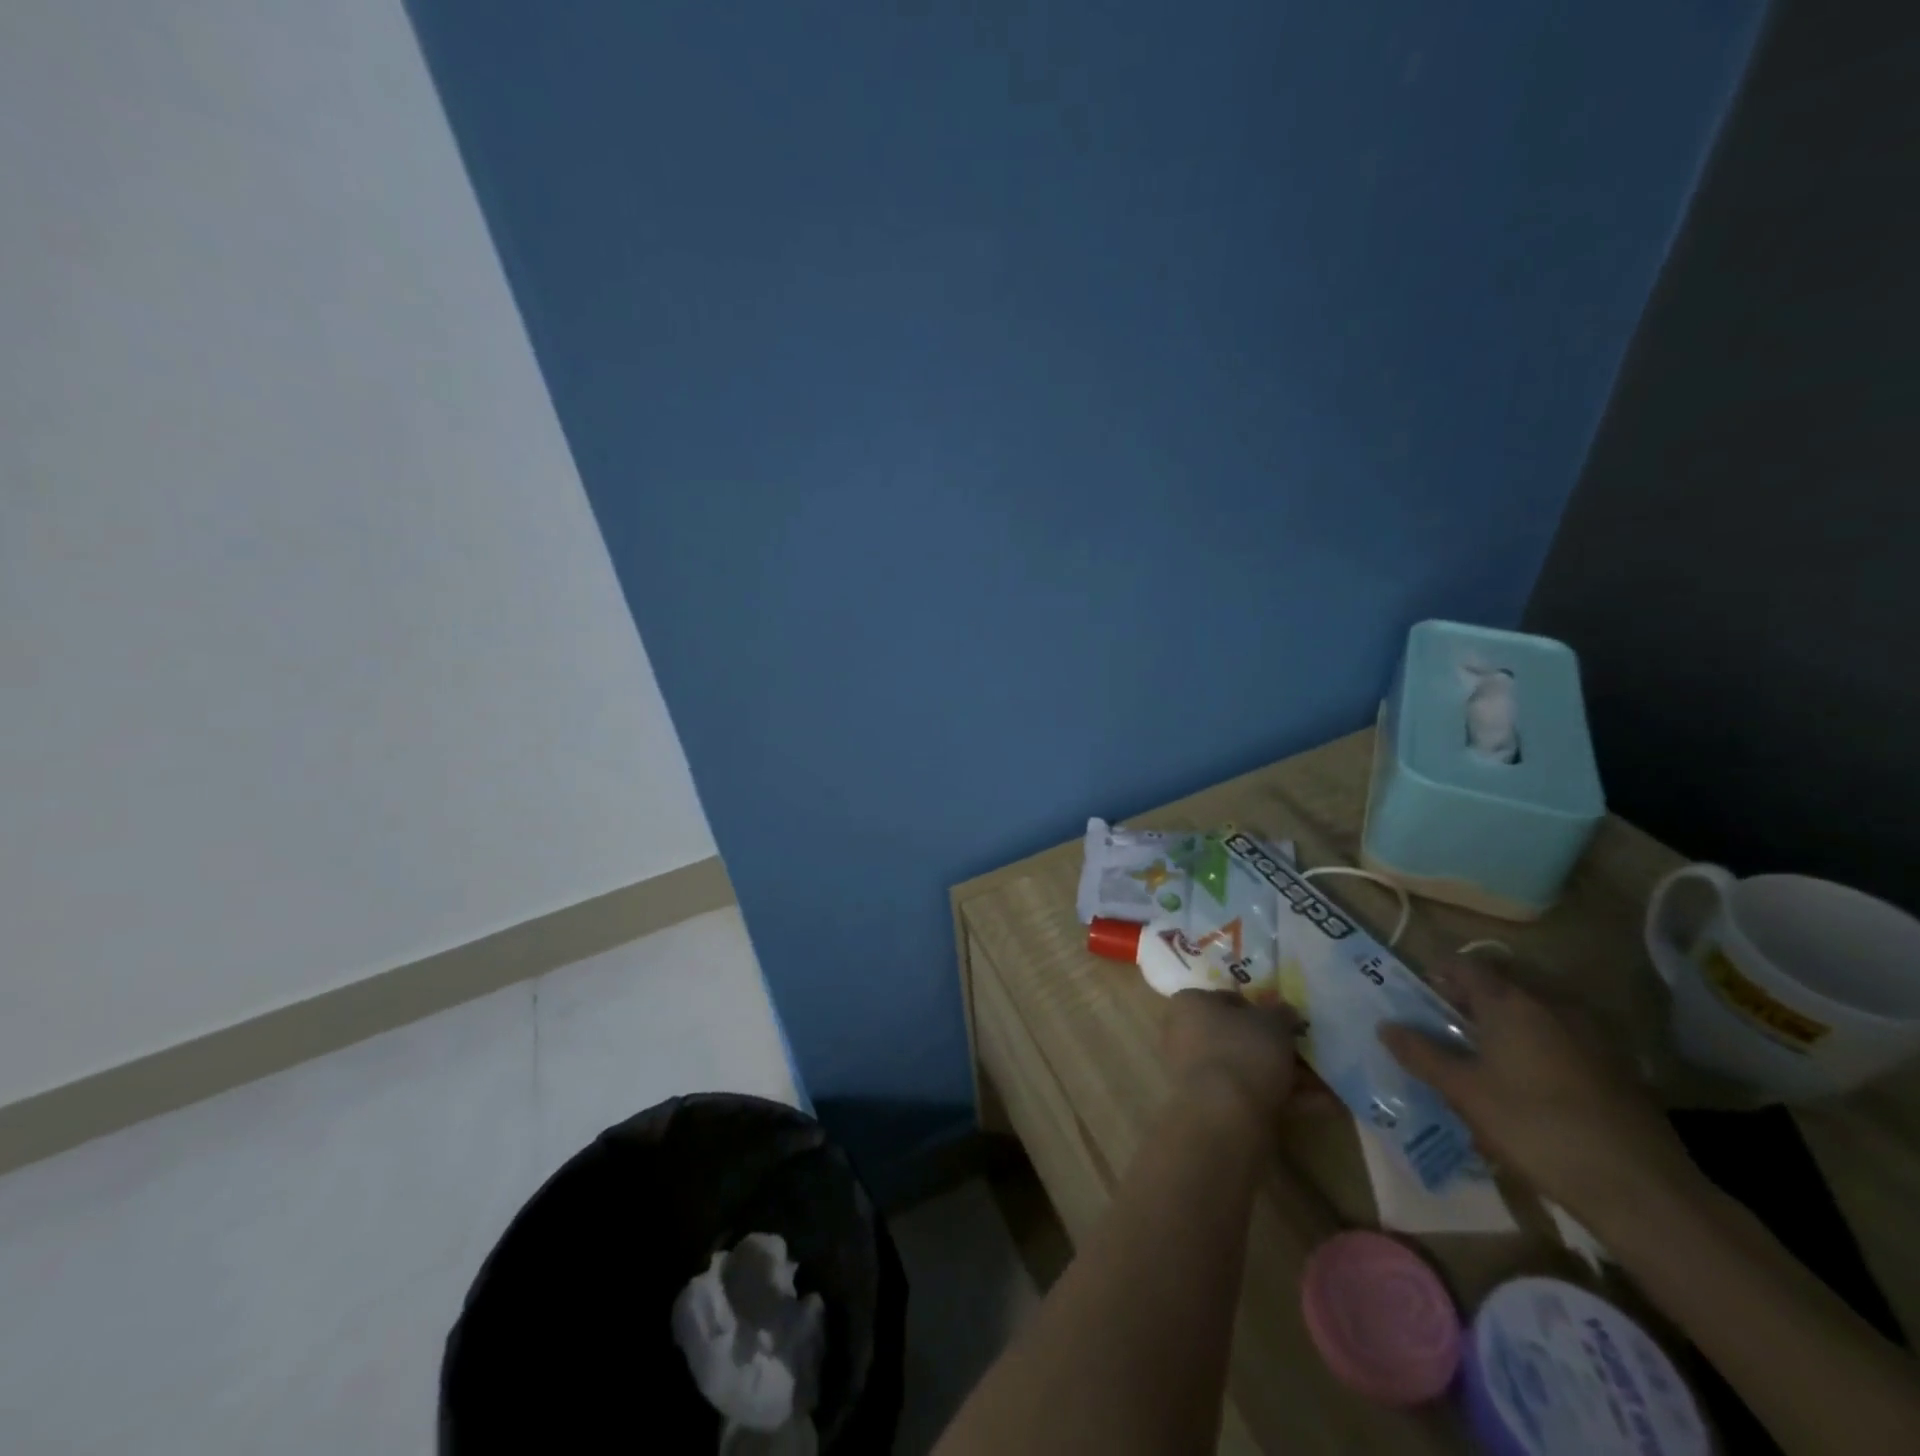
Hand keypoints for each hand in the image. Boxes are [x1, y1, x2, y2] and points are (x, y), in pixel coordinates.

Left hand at [1162, 990, 1308, 1125]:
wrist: (1222, 1117)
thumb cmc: (1242, 1052)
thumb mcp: (1272, 1022)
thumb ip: (1281, 1014)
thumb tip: (1285, 1012)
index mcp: (1189, 1004)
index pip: (1227, 999)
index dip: (1260, 1010)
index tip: (1286, 1024)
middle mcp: (1183, 1034)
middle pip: (1237, 1036)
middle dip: (1274, 1048)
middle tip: (1307, 1056)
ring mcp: (1194, 1072)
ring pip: (1245, 1068)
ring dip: (1284, 1075)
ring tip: (1322, 1085)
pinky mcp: (1208, 1106)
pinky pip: (1248, 1096)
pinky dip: (1280, 1099)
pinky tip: (1319, 1107)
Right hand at [1378, 959, 1701, 1225]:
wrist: (1642, 1189)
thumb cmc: (1536, 1128)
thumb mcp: (1465, 1093)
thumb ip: (1422, 1055)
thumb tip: (1385, 1026)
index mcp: (1510, 1003)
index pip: (1465, 966)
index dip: (1438, 974)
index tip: (1419, 997)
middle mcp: (1551, 1005)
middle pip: (1501, 987)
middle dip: (1471, 1002)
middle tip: (1447, 1032)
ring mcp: (1592, 1035)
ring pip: (1534, 1015)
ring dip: (1507, 1027)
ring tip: (1486, 1064)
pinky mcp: (1618, 1067)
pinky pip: (1563, 1041)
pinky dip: (1540, 1050)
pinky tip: (1532, 1090)